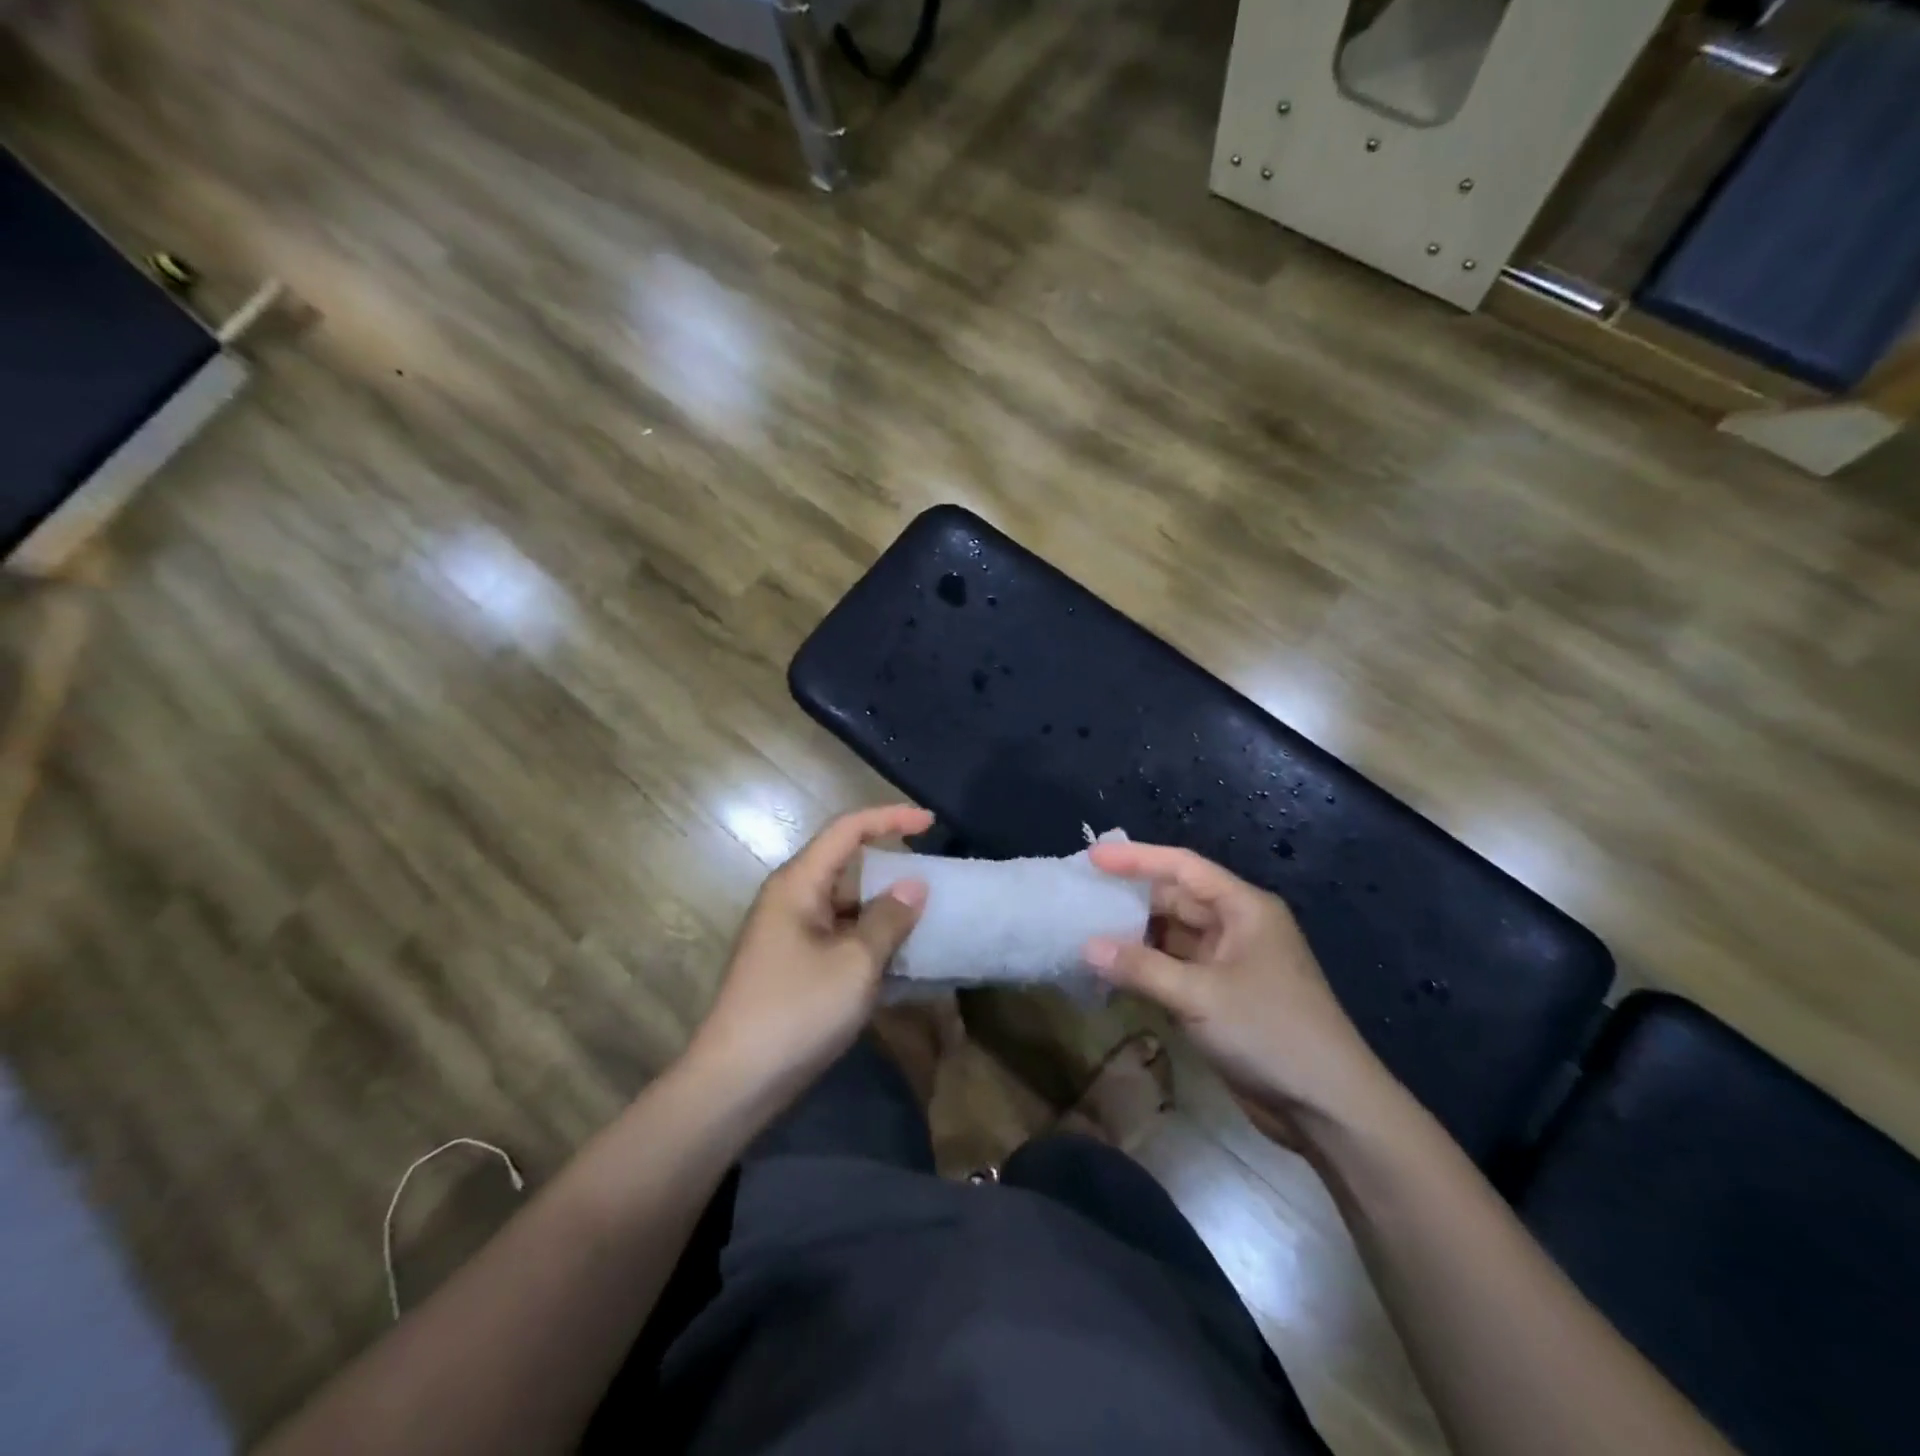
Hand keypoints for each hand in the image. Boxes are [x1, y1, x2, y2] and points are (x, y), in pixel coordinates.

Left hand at [688, 805, 932, 1110]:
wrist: (735, 1083)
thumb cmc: (796, 1011)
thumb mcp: (855, 963)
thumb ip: (889, 919)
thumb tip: (914, 885)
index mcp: (799, 884)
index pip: (847, 830)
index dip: (890, 818)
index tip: (930, 822)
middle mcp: (791, 900)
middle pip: (847, 867)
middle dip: (891, 871)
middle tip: (936, 884)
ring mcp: (790, 935)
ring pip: (846, 907)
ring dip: (884, 913)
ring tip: (929, 924)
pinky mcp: (794, 967)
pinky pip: (840, 938)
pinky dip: (870, 943)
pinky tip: (902, 963)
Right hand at [1084, 841, 1393, 1147]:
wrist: (1328, 1108)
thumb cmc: (1271, 1033)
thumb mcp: (1201, 996)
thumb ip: (1141, 968)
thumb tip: (1086, 946)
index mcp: (1243, 908)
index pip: (1182, 867)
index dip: (1136, 859)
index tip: (1091, 859)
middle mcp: (1235, 927)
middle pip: (1174, 900)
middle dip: (1129, 899)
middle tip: (1080, 898)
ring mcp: (1228, 963)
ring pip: (1171, 937)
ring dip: (1134, 937)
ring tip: (1084, 933)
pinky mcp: (1220, 997)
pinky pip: (1174, 970)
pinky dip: (1145, 969)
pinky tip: (1111, 972)